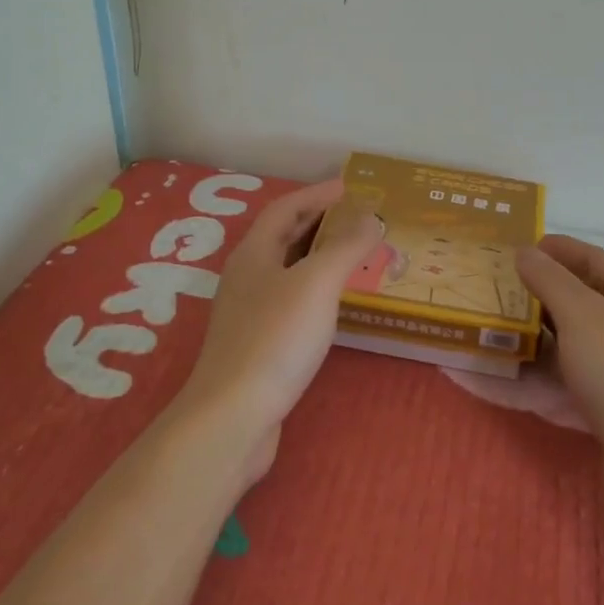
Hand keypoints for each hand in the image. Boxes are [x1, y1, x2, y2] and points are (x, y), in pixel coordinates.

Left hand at [178, 179, 382, 485]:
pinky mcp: (256, 346)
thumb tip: (371, 217)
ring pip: (287, 270)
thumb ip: (345, 246)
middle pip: (283, 236)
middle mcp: (247, 277)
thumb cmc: (275, 338)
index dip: (317, 193)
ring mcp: (248, 313)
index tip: (350, 187)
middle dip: (319, 221)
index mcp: (254, 253)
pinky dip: (315, 290)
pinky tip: (334, 305)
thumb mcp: (317, 283)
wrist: (232, 418)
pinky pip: (290, 301)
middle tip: (358, 217)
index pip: (285, 207)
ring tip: (353, 254)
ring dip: (318, 256)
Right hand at [516, 236, 603, 561]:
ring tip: (500, 329)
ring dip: (540, 334)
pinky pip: (572, 381)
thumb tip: (525, 251)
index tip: (521, 248)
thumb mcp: (583, 317)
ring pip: (576, 343)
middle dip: (544, 291)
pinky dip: (544, 375)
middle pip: (586, 300)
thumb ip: (551, 281)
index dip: (561, 249)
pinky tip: (514, 377)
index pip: (596, 260)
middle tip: (502, 288)